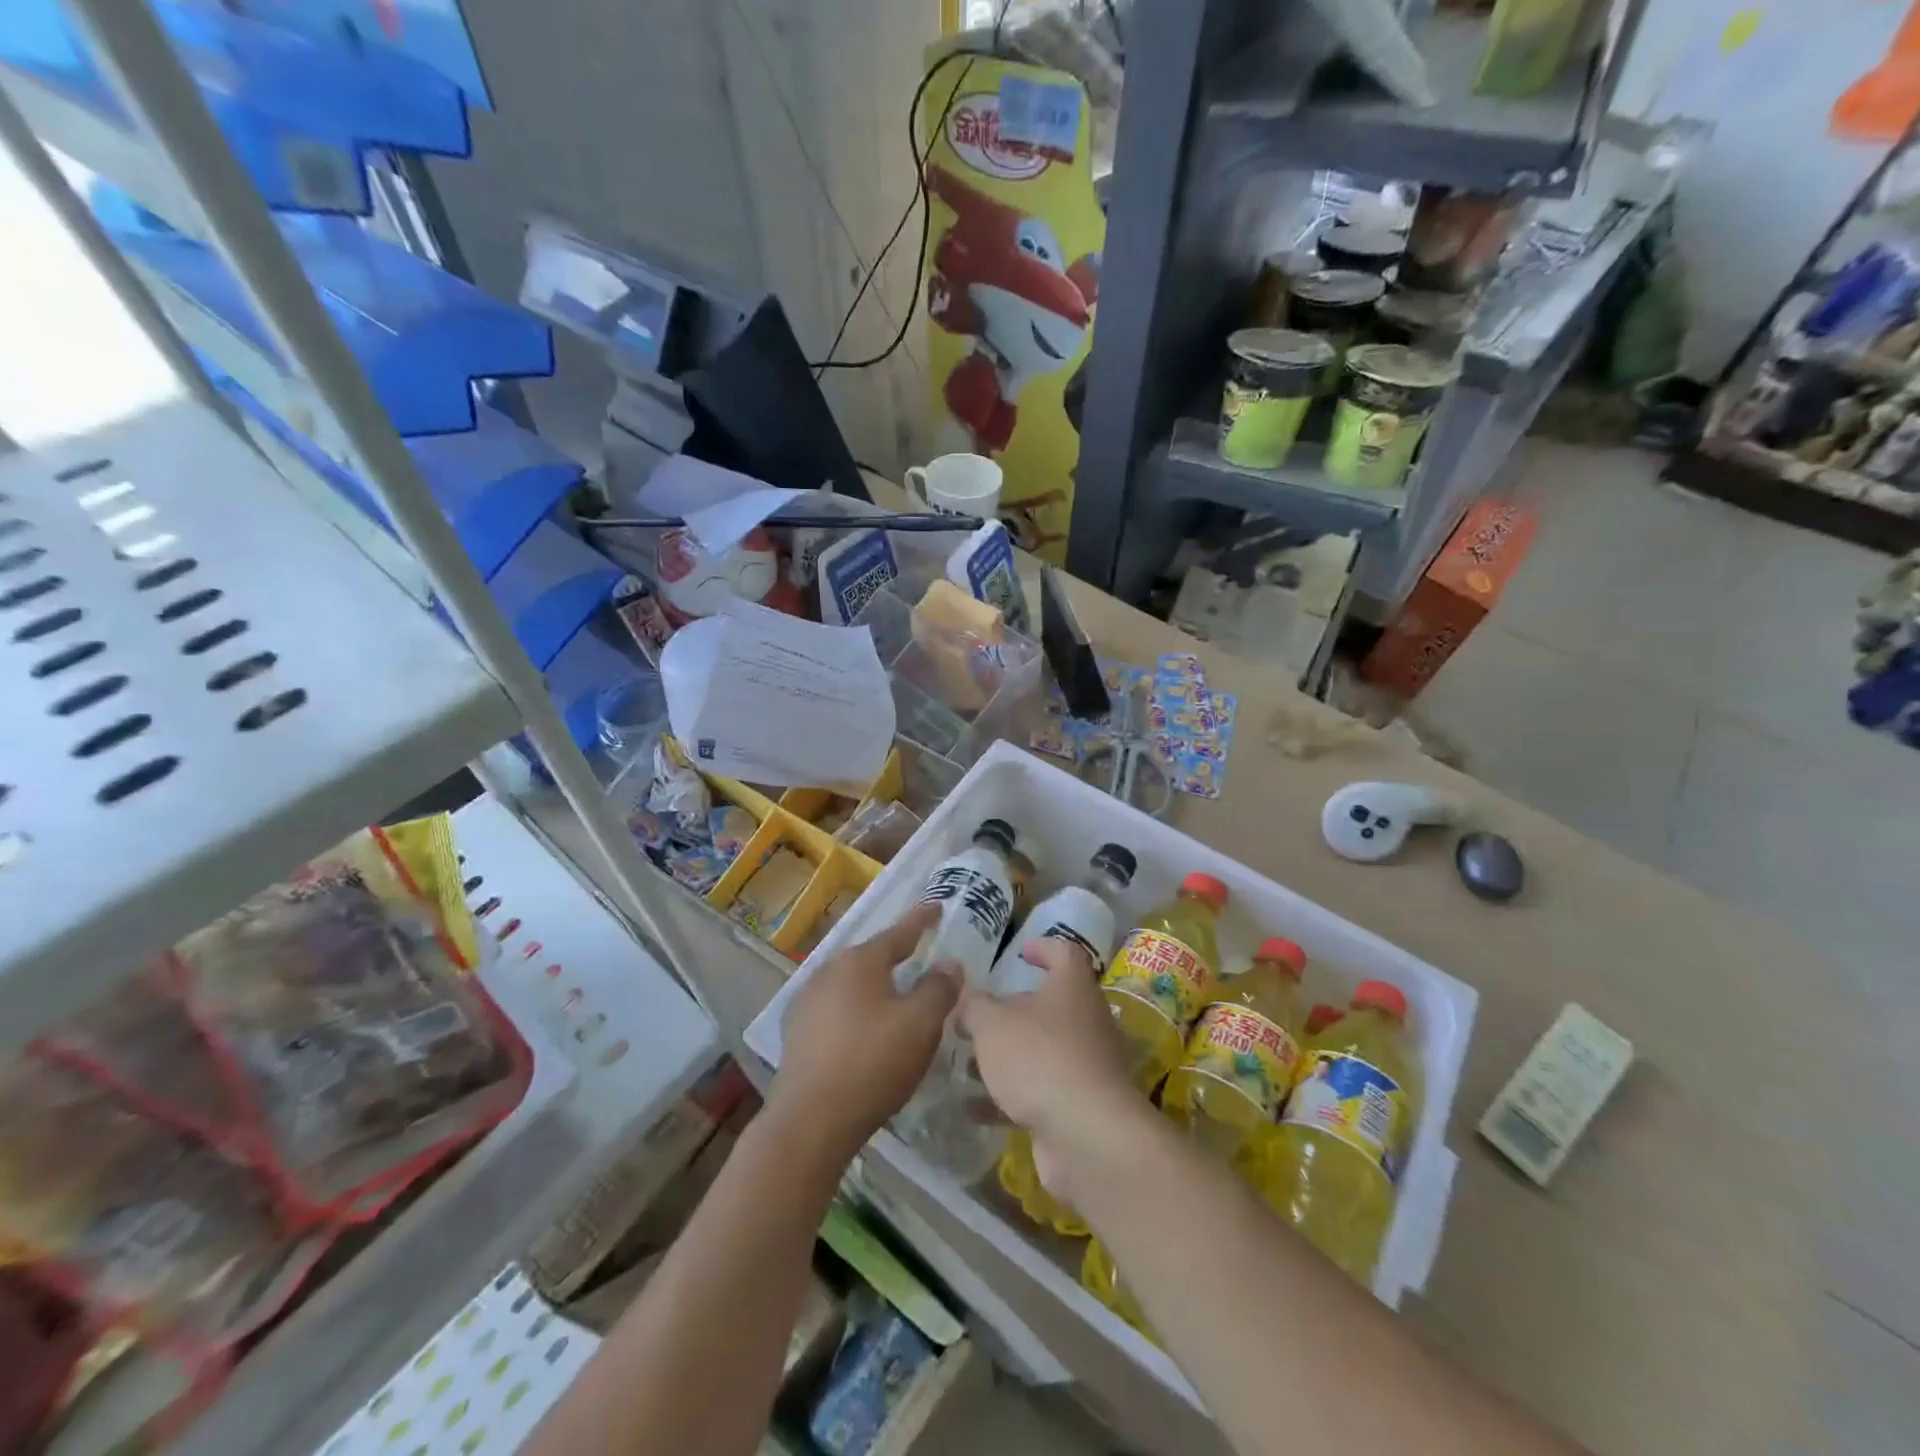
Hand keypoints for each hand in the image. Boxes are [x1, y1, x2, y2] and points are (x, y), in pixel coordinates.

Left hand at [773, 905, 958, 1161]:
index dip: (922, 920)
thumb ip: (939, 988)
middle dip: (896, 956)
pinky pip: (836, 1009)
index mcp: (860, 961)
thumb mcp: (921, 1024)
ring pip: (851, 984)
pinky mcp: (797, 1033)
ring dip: (874, 987)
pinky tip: (864, 1030)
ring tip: (895, 996)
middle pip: (871, 957)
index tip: (936, 906)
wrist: (811, 1120)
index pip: (899, 932)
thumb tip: (949, 963)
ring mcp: (807, 1002)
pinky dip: (856, 1011)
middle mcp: (829, 971)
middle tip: (919, 956)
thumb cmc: (873, 1062)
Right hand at [958, 938, 1142, 1168]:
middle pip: (1049, 1005)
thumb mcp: (992, 1024)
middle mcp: (1086, 1020)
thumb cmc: (1039, 1058)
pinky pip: (1041, 1091)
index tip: (1020, 952)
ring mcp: (1086, 1065)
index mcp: (1072, 988)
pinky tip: (974, 1108)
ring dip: (1006, 1057)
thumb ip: (974, 1005)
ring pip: (1042, 1051)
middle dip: (1010, 1013)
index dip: (1043, 948)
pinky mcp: (1079, 1105)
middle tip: (976, 1019)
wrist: (1087, 1135)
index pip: (1064, 953)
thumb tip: (965, 991)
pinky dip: (1009, 1097)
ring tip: (967, 1064)